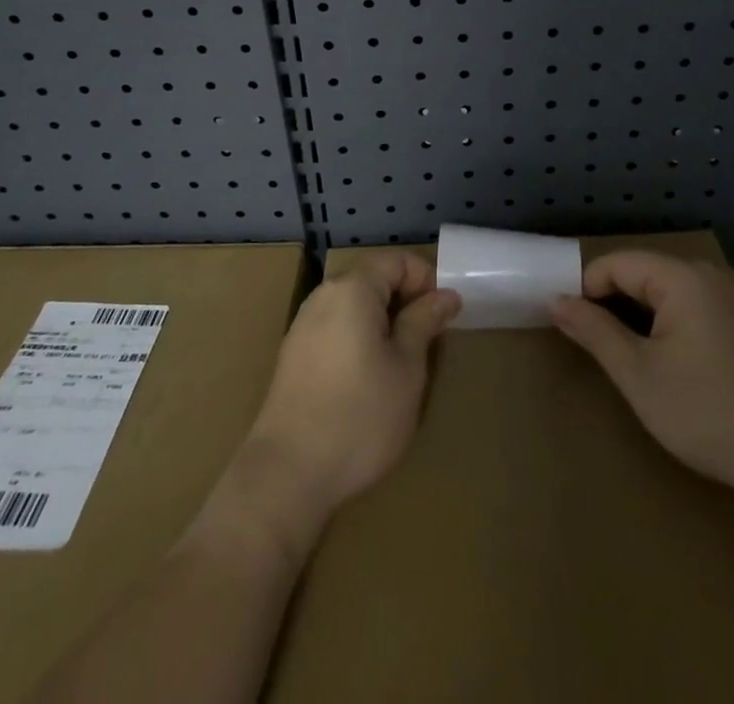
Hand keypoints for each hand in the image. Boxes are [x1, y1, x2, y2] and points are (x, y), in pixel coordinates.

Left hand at [244, 252, 459, 517]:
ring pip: (354, 306)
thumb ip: (424, 322)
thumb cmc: (360, 416)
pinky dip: (359, 340)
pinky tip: (368, 381)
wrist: (288, 474)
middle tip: (429, 342)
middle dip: (405, 301)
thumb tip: (445, 295)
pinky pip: (336, 329)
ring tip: (402, 364)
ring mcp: (303, 325)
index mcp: (352, 288)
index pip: (396, 260)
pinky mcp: (293, 355)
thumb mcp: (407, 369)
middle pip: (373, 279)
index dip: (426, 280)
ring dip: (383, 323)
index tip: (444, 316)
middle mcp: (323, 296)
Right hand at [553, 251, 733, 496]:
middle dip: (612, 301)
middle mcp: (709, 275)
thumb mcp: (639, 375)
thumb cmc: (709, 412)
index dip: (586, 289)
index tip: (570, 326)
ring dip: (640, 314)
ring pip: (667, 290)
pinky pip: (693, 305)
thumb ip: (595, 332)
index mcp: (682, 277)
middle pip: (643, 272)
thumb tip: (558, 302)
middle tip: (595, 345)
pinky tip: (669, 361)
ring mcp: (733, 298)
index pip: (616, 264)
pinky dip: (669, 322)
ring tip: (626, 355)